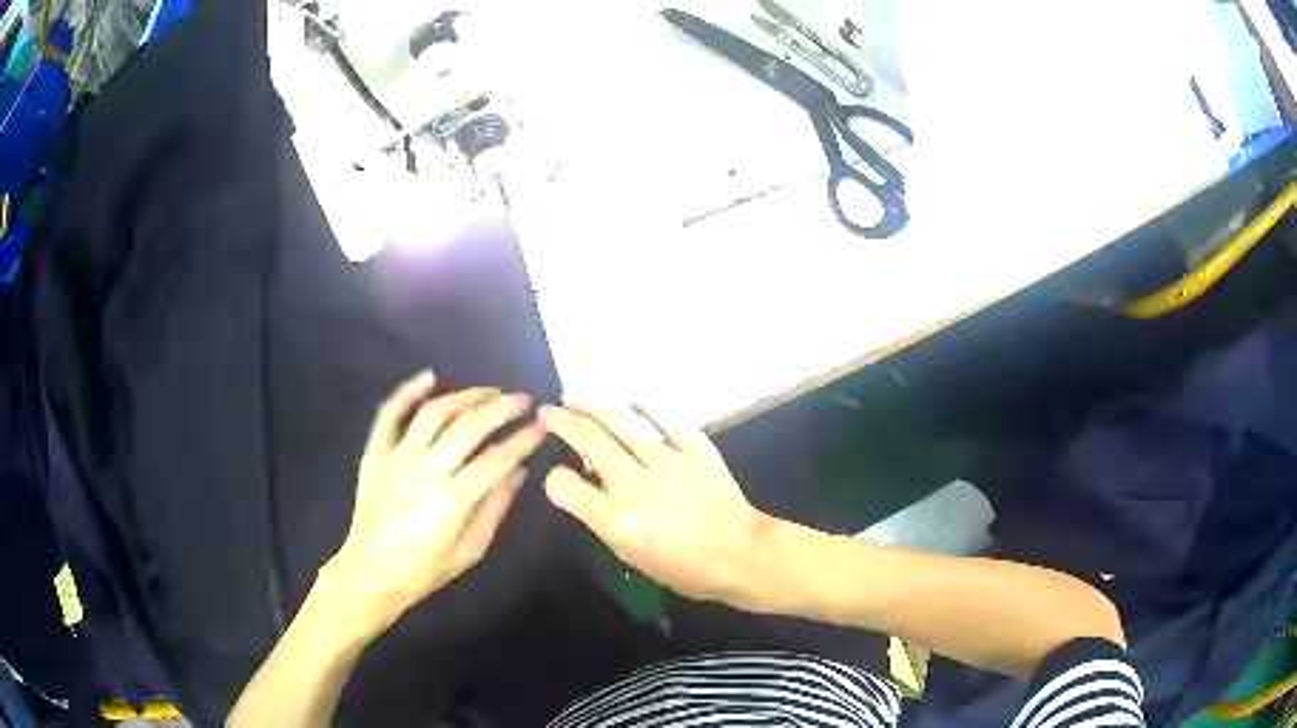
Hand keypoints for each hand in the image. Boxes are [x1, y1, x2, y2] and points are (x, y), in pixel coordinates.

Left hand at [330, 372, 545, 629]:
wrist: (372, 571)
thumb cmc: (425, 569)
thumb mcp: (470, 550)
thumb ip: (494, 508)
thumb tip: (518, 472)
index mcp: (451, 502)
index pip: (496, 461)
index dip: (522, 440)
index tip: (542, 425)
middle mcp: (424, 472)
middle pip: (467, 428)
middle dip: (500, 408)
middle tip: (521, 399)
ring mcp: (396, 459)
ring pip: (433, 414)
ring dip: (464, 396)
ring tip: (488, 391)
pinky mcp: (375, 454)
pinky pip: (389, 415)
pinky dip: (408, 391)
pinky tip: (430, 376)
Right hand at [540, 404, 774, 607]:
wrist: (743, 555)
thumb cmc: (686, 569)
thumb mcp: (633, 557)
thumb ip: (604, 520)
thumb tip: (587, 485)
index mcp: (617, 521)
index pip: (565, 487)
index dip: (554, 478)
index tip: (557, 472)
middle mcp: (636, 486)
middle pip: (588, 439)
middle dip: (561, 421)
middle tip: (548, 412)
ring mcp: (668, 462)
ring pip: (621, 420)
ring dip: (593, 404)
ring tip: (576, 397)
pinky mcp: (696, 447)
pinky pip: (665, 417)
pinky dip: (644, 405)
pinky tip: (629, 399)